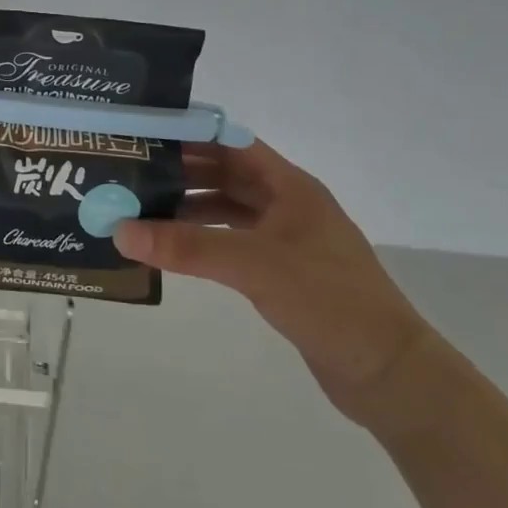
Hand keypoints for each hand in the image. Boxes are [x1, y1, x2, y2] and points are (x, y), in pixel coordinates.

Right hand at [113, 139, 431, 419]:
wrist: (387, 372)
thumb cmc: (328, 300)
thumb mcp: (254, 265)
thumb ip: (188, 247)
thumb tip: (120, 230)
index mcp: (289, 187)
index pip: (231, 144)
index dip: (190, 136)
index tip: (143, 136)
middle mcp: (287, 204)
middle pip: (226, 174)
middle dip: (181, 172)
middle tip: (131, 174)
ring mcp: (286, 239)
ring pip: (227, 209)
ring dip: (188, 207)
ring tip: (141, 211)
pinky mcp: (282, 271)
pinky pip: (232, 241)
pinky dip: (203, 239)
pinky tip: (174, 249)